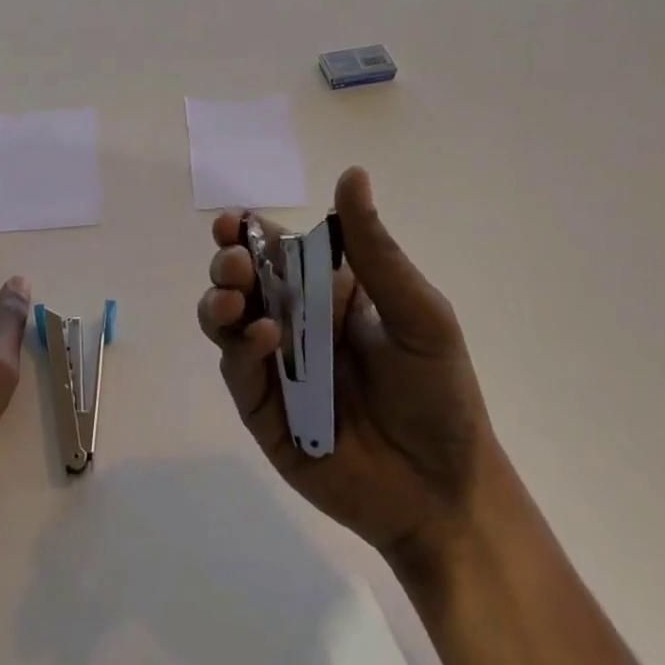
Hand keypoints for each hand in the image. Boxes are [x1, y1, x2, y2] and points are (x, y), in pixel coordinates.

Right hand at [197, 167, 494, 562]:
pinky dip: (241, 349)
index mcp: (329, 293)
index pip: (279, 250)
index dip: (250, 231)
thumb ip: (375, 249)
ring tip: (236, 297)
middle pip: (243, 281)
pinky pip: (238, 371)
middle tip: (235, 263)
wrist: (443, 491)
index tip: (234, 221)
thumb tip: (352, 173)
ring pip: (226, 321)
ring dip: (221, 301)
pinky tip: (265, 339)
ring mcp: (275, 368)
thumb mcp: (418, 313)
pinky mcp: (262, 411)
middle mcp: (295, 324)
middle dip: (229, 264)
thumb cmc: (439, 393)